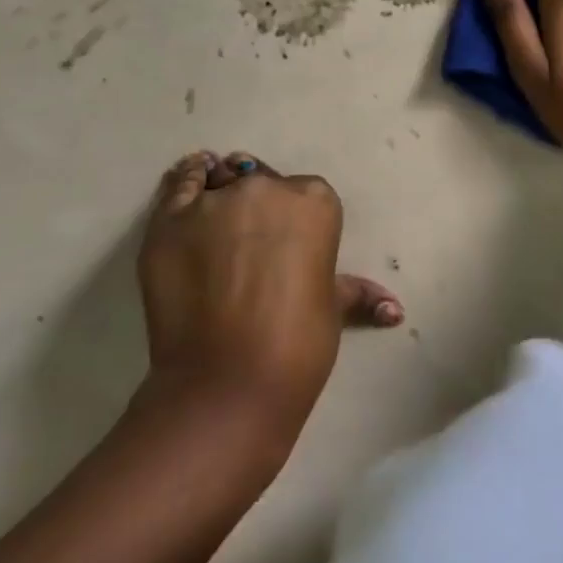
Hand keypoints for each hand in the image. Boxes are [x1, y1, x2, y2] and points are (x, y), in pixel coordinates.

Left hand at [136, 151, 401, 432]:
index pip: (304, 193)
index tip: (285, 245)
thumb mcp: (333, 308)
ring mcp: (214, 201)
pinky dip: (185, 181)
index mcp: (315, 202)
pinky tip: (190, 182)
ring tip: (213, 225)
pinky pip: (179, 184)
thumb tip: (393, 310)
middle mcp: (265, 189)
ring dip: (219, 195)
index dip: (293, 219)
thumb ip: (358, 293)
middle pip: (260, 182)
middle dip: (257, 206)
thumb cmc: (298, 342)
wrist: (229, 381)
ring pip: (218, 182)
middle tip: (248, 246)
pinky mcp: (169, 221)